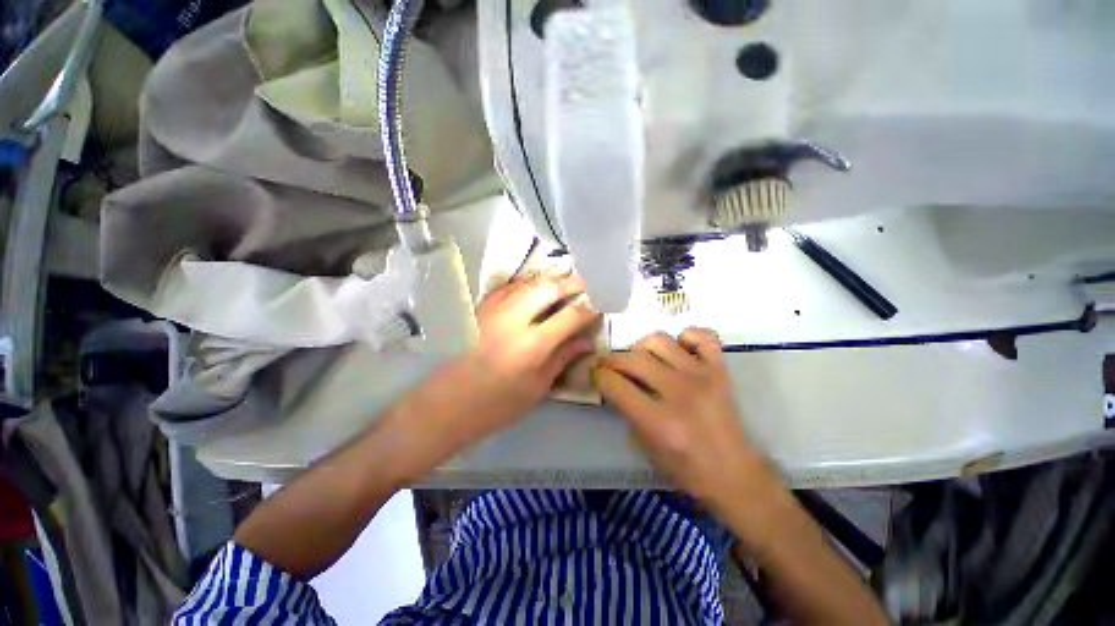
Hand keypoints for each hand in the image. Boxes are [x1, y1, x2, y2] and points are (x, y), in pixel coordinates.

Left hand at [449, 272, 600, 441]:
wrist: (444, 406)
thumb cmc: (495, 406)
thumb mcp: (536, 388)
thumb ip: (562, 358)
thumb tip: (585, 341)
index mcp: (531, 345)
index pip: (569, 316)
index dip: (587, 311)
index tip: (596, 310)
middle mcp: (513, 320)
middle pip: (547, 288)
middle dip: (570, 282)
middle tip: (582, 284)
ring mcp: (492, 311)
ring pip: (526, 282)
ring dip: (547, 279)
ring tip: (561, 280)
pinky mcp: (478, 310)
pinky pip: (506, 288)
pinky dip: (524, 284)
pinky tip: (530, 288)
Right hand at [596, 328, 763, 509]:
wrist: (734, 473)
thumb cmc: (685, 467)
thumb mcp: (645, 445)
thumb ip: (626, 409)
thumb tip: (613, 381)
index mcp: (659, 421)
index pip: (615, 384)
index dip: (598, 375)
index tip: (594, 373)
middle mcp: (679, 392)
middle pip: (634, 359)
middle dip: (613, 360)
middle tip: (610, 366)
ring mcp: (702, 376)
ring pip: (660, 340)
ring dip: (642, 347)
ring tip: (642, 359)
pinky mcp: (720, 369)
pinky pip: (701, 335)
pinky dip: (685, 336)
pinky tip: (677, 349)